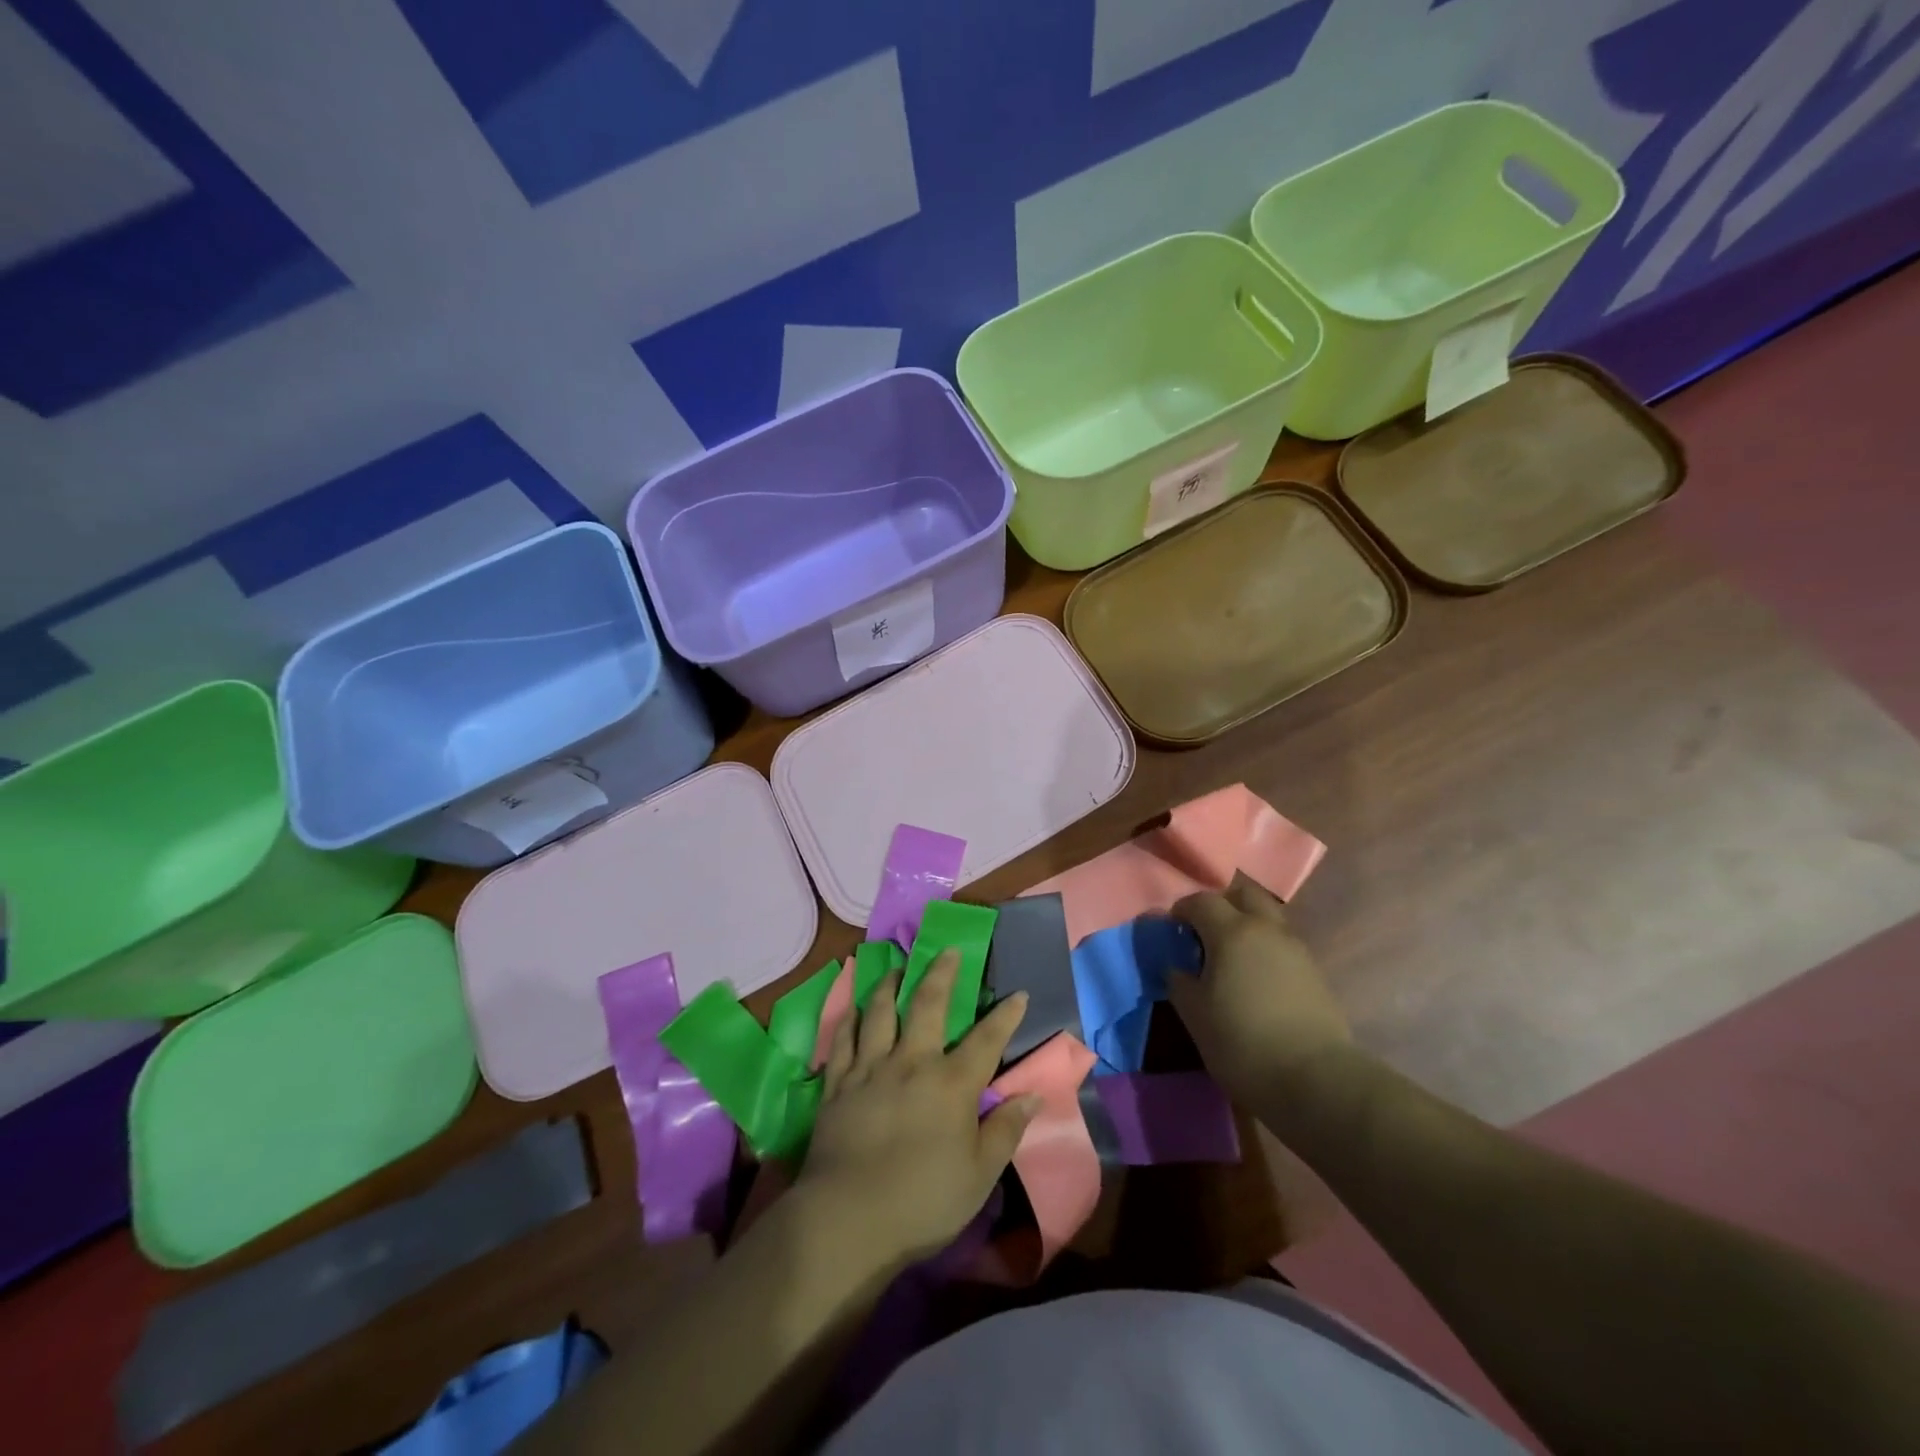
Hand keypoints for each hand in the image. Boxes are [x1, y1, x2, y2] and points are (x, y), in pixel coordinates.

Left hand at [798, 949, 1040, 1267]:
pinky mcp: (838, 1083)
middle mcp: (912, 1062)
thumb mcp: (980, 1175)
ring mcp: (870, 1068)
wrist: (848, 1218)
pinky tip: (854, 1008)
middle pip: (927, 1004)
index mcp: (951, 1084)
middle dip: (942, 973)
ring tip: (897, 968)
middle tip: (948, 950)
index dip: (1006, 1016)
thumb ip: (1006, 1130)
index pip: (986, 1040)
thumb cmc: (924, 1201)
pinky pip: (843, 1039)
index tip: (1019, 994)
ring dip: (890, 985)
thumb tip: (1033, 1095)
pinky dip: (851, 1019)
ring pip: (880, 1011)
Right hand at [1167, 875, 1350, 1106]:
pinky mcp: (1314, 973)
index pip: (1202, 901)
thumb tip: (1176, 965)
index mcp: (1232, 931)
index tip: (1172, 930)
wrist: (1316, 1081)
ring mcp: (1296, 949)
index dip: (1182, 910)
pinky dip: (1265, 949)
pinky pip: (1282, 945)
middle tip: (1205, 931)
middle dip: (1222, 903)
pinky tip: (1255, 980)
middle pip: (1244, 894)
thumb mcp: (1194, 1013)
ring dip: (1246, 925)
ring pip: (1267, 918)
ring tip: (1230, 959)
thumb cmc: (1242, 1042)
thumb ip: (1178, 980)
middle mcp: (1266, 929)